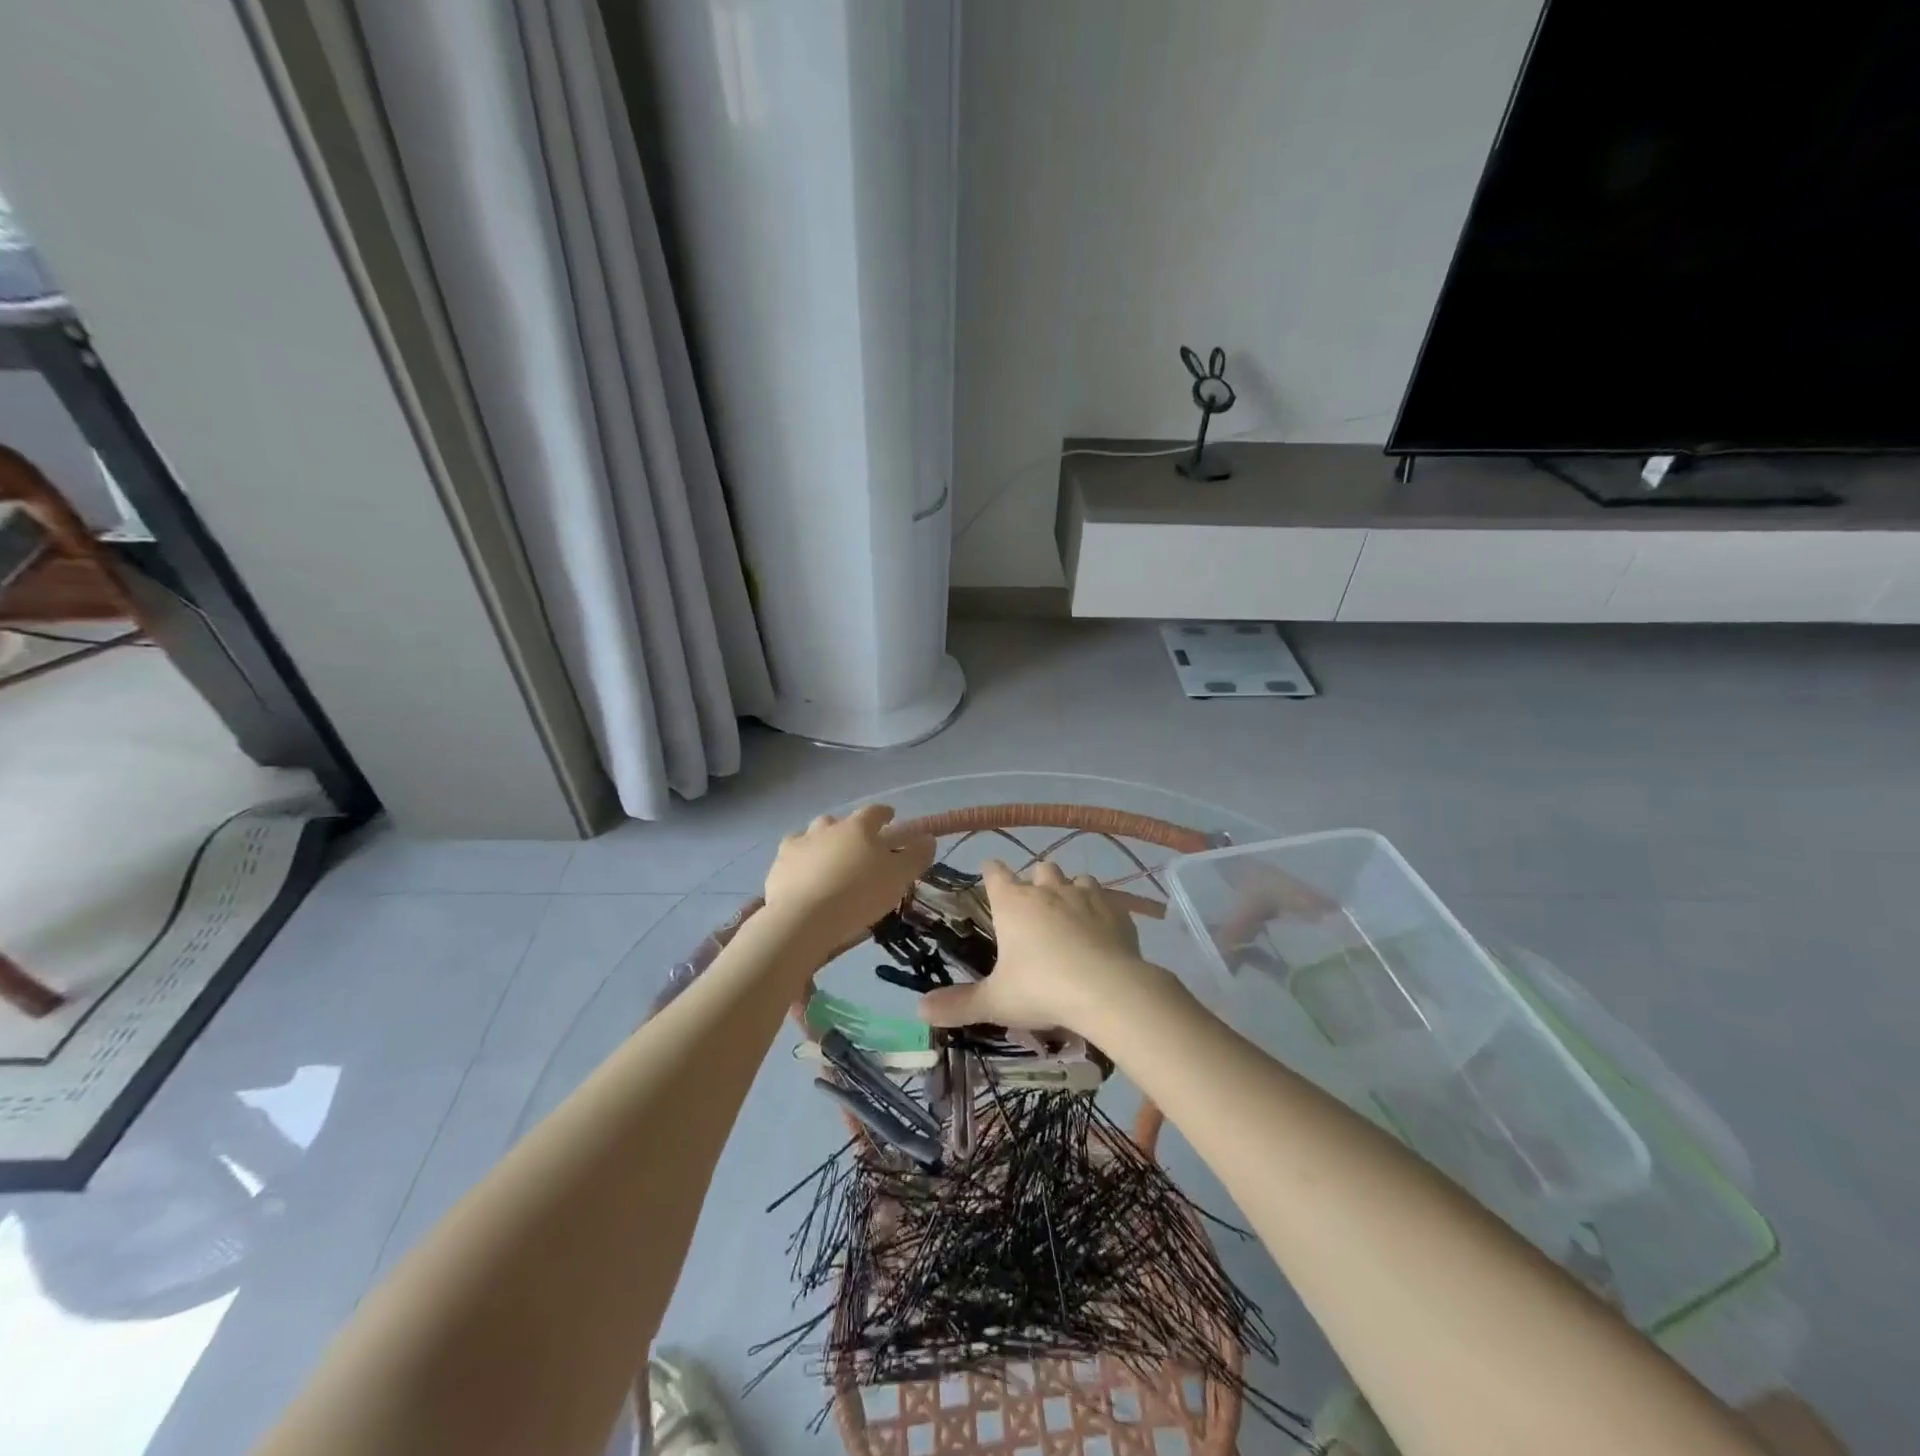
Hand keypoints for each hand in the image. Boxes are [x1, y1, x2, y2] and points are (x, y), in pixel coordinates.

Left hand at [762, 805, 934, 952]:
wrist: (804, 919)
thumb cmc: (859, 894)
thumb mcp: (898, 877)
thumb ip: (915, 856)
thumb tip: (927, 838)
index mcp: (858, 826)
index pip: (874, 812)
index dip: (884, 814)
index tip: (890, 817)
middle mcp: (826, 828)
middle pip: (838, 821)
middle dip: (848, 829)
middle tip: (856, 846)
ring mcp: (798, 845)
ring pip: (810, 836)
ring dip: (820, 843)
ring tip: (826, 861)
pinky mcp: (778, 867)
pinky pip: (791, 858)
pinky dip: (799, 864)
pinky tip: (803, 878)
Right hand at [918, 860, 1167, 1035]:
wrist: (1107, 989)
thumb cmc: (1042, 989)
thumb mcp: (996, 1002)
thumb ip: (959, 1004)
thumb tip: (919, 1009)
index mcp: (1013, 903)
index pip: (995, 874)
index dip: (991, 871)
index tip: (989, 872)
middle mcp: (1047, 889)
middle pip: (1039, 868)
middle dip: (1034, 880)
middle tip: (1032, 903)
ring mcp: (1085, 895)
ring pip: (1075, 878)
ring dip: (1069, 889)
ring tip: (1068, 912)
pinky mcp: (1115, 909)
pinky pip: (1105, 898)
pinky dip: (1099, 908)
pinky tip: (1101, 928)